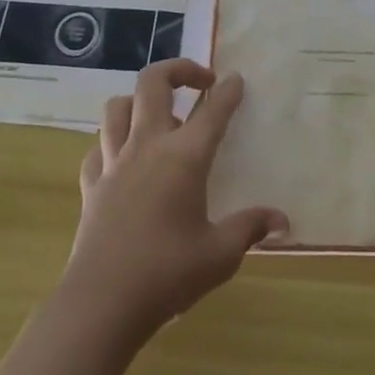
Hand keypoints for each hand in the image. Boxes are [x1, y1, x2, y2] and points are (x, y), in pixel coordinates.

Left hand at [64, 59, 288, 338]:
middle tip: (200, 83)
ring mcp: (114, 163)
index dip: (228, 91)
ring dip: (139, 101)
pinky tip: (124, 158)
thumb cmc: (167, 274)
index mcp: (184, 157)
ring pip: (117, 107)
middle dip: (178, 70)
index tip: (236, 80)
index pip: (212, 110)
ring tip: (159, 116)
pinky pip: (98, 147)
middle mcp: (147, 147)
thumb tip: (282, 221)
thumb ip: (250, 228)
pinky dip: (112, 142)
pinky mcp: (92, 185)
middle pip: (152, 84)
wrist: (101, 304)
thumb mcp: (220, 255)